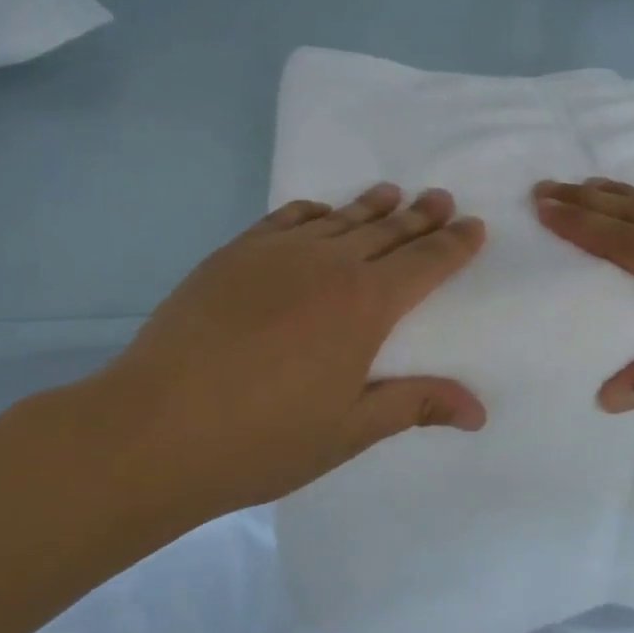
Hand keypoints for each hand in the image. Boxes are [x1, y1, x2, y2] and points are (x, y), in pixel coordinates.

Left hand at [74, 184, 486, 525]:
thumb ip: (416, 405)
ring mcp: (277, 254)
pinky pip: (285, 219)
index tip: (474, 226)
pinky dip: (312, 212)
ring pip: (339, 220)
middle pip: (387, 232)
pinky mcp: (234, 255)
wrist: (154, 429)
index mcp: (366, 306)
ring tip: (393, 193)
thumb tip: (478, 412)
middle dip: (420, 217)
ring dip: (371, 207)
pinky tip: (321, 212)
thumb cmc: (264, 439)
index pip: (425, 264)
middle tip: (441, 198)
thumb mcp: (350, 430)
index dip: (453, 245)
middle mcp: (328, 265)